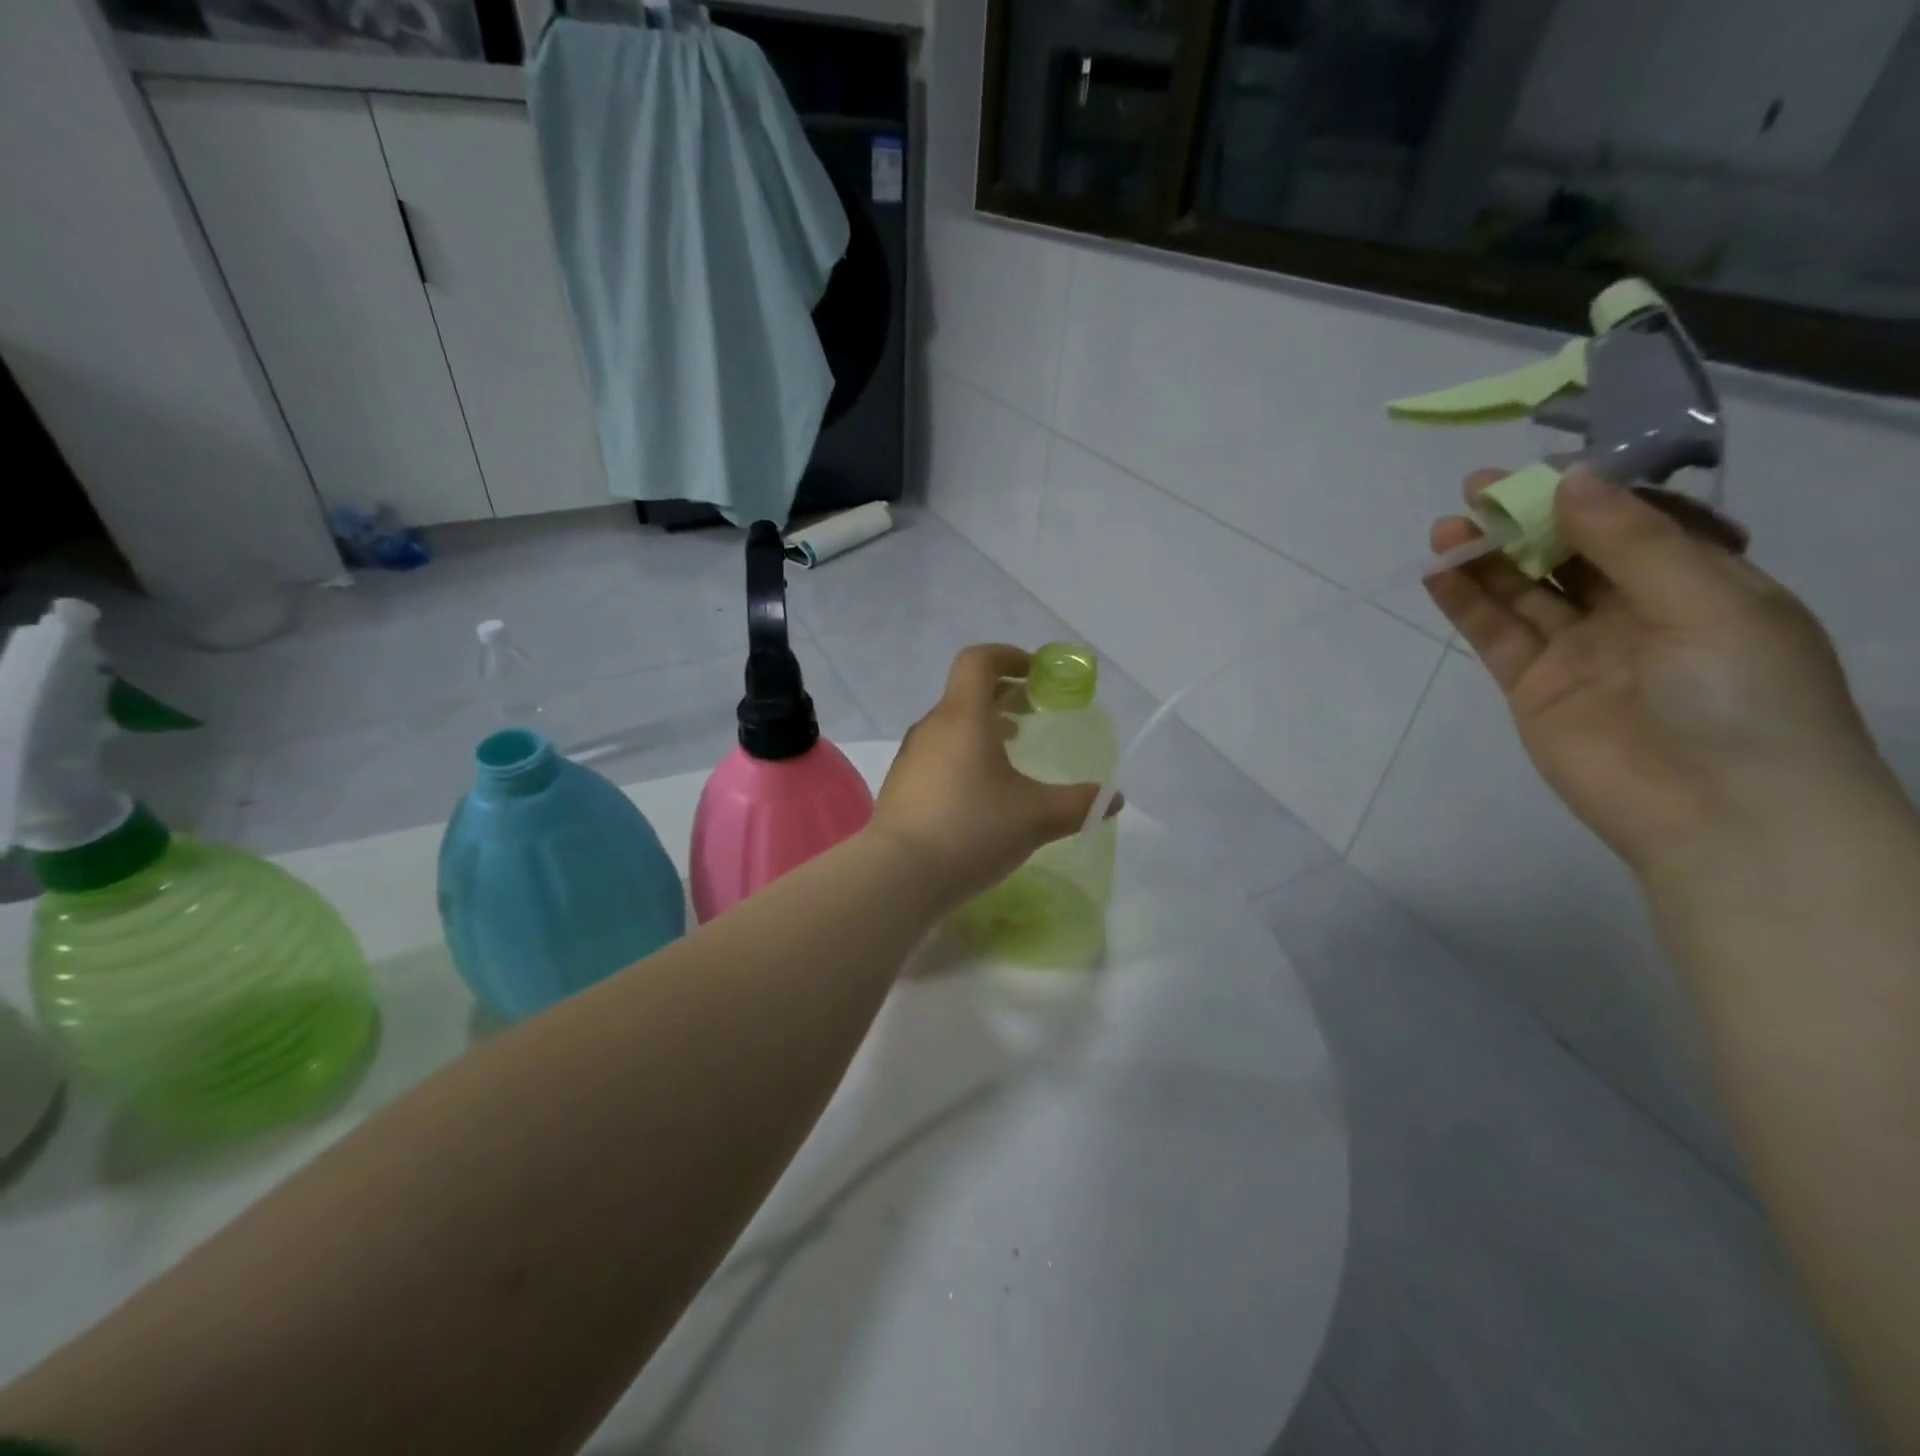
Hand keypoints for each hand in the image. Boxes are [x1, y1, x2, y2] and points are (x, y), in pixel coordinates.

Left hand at [871, 644, 1107, 906]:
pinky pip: (937, 755)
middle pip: (966, 693)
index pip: (978, 661)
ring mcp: (911, 758)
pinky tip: (981, 793)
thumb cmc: (971, 830)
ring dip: (983, 728)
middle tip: (1034, 713)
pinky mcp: (901, 787)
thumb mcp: (1037, 817)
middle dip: (1003, 695)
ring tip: (1012, 750)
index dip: (1009, 657)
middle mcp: (932, 728)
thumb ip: (1080, 804)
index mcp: (963, 716)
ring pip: (951, 726)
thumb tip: (1113, 799)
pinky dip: (964, 755)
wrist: (897, 876)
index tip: (1037, 674)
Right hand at [1425, 468, 1894, 880]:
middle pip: (1569, 553)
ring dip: (1487, 558)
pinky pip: (1496, 634)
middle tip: (1475, 490)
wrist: (1720, 815)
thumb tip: (1568, 480)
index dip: (1583, 494)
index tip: (1536, 471)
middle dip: (1525, 520)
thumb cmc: (1741, 696)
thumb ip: (1631, 541)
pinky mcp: (1532, 687)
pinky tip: (1439, 574)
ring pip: (1525, 591)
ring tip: (1447, 528)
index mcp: (1699, 583)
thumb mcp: (1706, 601)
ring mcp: (1579, 651)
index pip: (1633, 522)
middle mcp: (1636, 611)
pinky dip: (1467, 603)